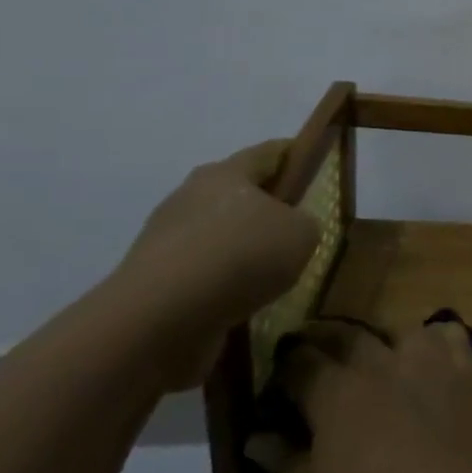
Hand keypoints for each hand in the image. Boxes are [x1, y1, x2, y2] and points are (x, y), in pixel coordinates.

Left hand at [111, 141, 320, 386]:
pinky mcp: (154, 279)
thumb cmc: (241, 256)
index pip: (269, 153)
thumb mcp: (302, 234)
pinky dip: (224, 282)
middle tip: (300, 228)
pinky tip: (245, 300)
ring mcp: (166, 239)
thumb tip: (291, 229)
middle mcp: (190, 196)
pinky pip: (202, 272)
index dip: (296, 156)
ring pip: (219, 235)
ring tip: (275, 274)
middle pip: (239, 193)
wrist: (159, 320)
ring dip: (243, 249)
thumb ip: (305, 223)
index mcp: (226, 173)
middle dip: (268, 207)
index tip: (317, 168)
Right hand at [279, 322, 471, 472]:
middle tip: (315, 355)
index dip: (283, 366)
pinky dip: (434, 339)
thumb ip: (285, 464)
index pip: (299, 362)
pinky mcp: (470, 369)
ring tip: (375, 358)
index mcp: (336, 393)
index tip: (277, 374)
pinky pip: (450, 335)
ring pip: (399, 329)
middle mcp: (382, 362)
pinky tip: (431, 358)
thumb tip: (259, 436)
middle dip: (324, 340)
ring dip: (380, 340)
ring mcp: (432, 360)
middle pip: (347, 335)